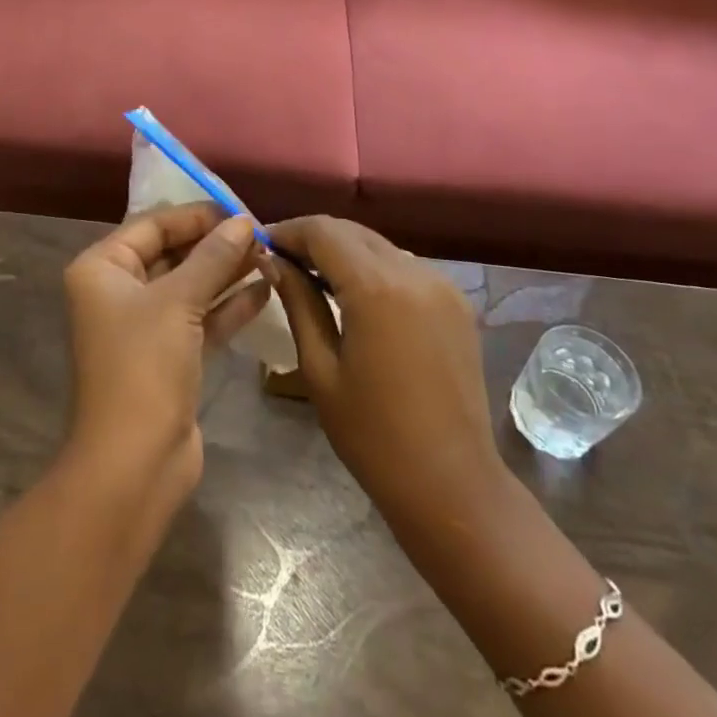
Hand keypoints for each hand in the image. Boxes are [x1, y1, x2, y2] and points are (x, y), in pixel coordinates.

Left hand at [62, 205, 271, 506]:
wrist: (133, 465)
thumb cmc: (144, 368)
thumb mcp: (178, 302)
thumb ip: (212, 257)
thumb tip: (242, 221)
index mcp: (102, 269)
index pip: (152, 225)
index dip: (196, 216)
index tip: (239, 211)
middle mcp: (118, 291)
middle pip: (172, 253)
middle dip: (215, 244)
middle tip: (262, 235)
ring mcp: (144, 326)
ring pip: (190, 286)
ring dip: (227, 272)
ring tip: (270, 256)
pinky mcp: (168, 356)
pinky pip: (200, 318)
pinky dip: (228, 306)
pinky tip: (265, 291)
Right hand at [266, 217, 504, 538]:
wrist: (453, 485)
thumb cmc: (374, 436)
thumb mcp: (320, 368)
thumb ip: (298, 302)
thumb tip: (271, 261)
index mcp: (377, 288)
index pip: (323, 231)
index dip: (287, 231)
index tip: (260, 246)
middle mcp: (414, 272)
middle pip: (352, 231)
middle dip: (313, 237)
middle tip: (280, 260)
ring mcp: (442, 285)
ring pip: (379, 245)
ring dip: (343, 250)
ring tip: (311, 276)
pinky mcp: (456, 302)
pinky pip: (403, 266)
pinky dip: (372, 268)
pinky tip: (353, 295)